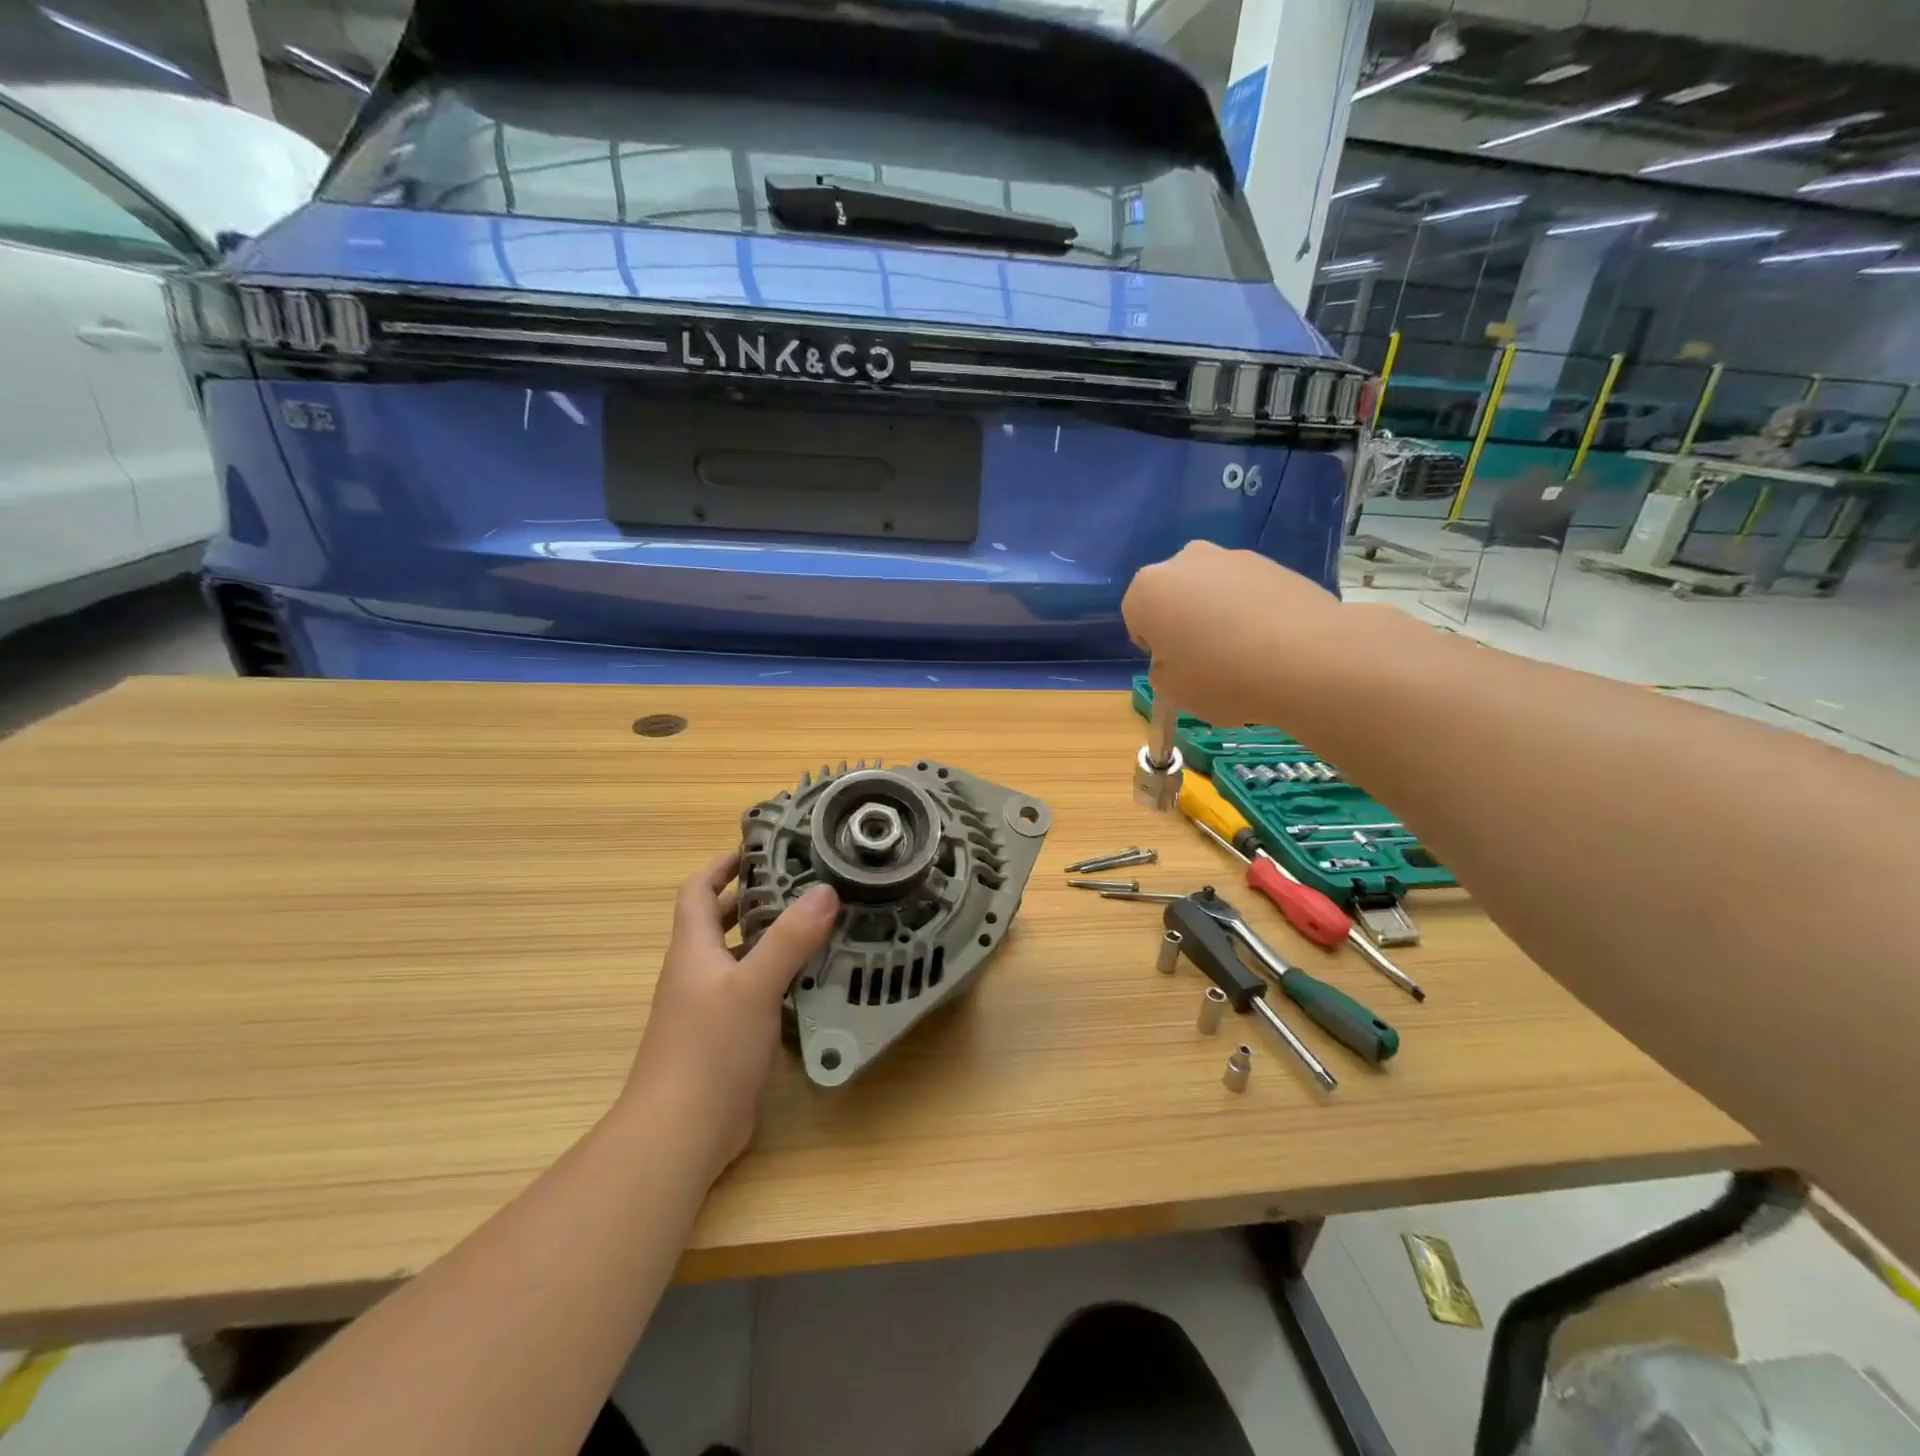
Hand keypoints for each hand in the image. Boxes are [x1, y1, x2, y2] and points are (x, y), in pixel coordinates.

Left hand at [622, 851, 838, 1179]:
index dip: (722, 866)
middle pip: (720, 922)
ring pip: (740, 957)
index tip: (758, 848)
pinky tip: (811, 979)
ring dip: (770, 938)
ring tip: (816, 924)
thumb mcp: (753, 987)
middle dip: (754, 898)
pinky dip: (777, 976)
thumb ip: (789, 939)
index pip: (698, 892)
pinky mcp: (725, 1037)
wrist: (679, 1135)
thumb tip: (825, 891)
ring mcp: (708, 1008)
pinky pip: (752, 992)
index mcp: (693, 951)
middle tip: (802, 882)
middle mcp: (697, 973)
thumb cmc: (709, 1050)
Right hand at [1122, 542, 1350, 726]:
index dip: (1154, 646)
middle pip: (1175, 594)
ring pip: (1213, 590)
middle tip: (1206, 659)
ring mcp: (1234, 557)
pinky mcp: (1275, 564)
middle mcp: (1186, 561)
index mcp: (1148, 588)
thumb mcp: (1172, 690)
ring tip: (1245, 654)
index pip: (1136, 616)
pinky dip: (1253, 612)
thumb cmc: (1221, 677)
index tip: (1176, 666)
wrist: (1308, 660)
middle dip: (1184, 620)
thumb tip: (1180, 657)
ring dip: (1219, 614)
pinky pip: (1250, 592)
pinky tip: (1272, 644)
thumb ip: (1164, 669)